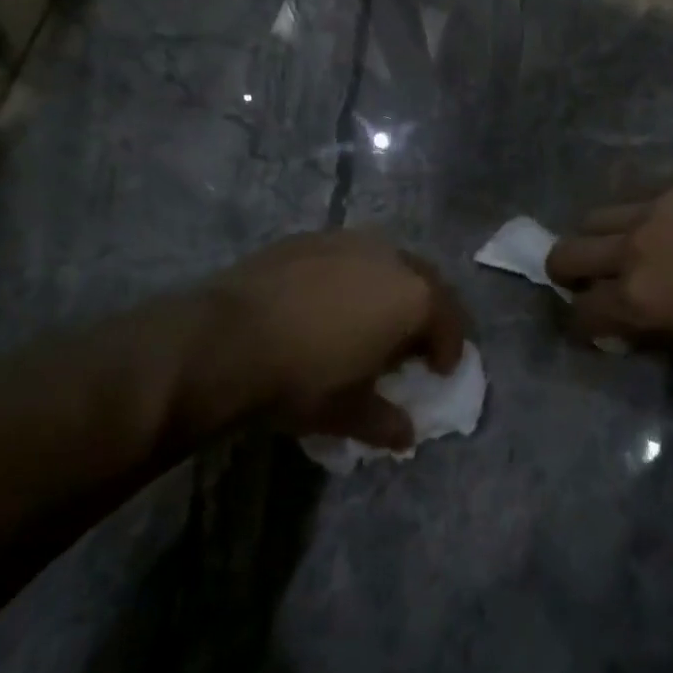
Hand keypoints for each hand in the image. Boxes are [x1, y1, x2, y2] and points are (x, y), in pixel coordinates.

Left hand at [166, 231, 466, 452]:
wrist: (223, 339)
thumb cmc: (303, 378)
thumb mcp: (350, 412)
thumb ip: (387, 423)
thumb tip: (406, 436)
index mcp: (414, 296)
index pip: (449, 322)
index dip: (449, 349)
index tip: (440, 370)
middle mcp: (390, 257)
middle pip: (425, 283)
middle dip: (426, 312)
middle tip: (412, 342)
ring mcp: (348, 240)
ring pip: (385, 263)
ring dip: (389, 290)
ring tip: (369, 319)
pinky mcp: (309, 237)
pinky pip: (346, 257)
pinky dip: (350, 278)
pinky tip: (326, 303)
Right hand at [546, 182, 672, 349]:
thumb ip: (655, 330)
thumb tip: (630, 325)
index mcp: (637, 299)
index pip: (580, 314)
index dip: (579, 326)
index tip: (591, 328)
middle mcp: (631, 250)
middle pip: (565, 254)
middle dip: (565, 274)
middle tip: (590, 284)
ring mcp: (652, 209)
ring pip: (593, 217)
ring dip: (596, 239)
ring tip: (622, 248)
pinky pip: (635, 196)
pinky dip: (633, 215)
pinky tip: (661, 225)